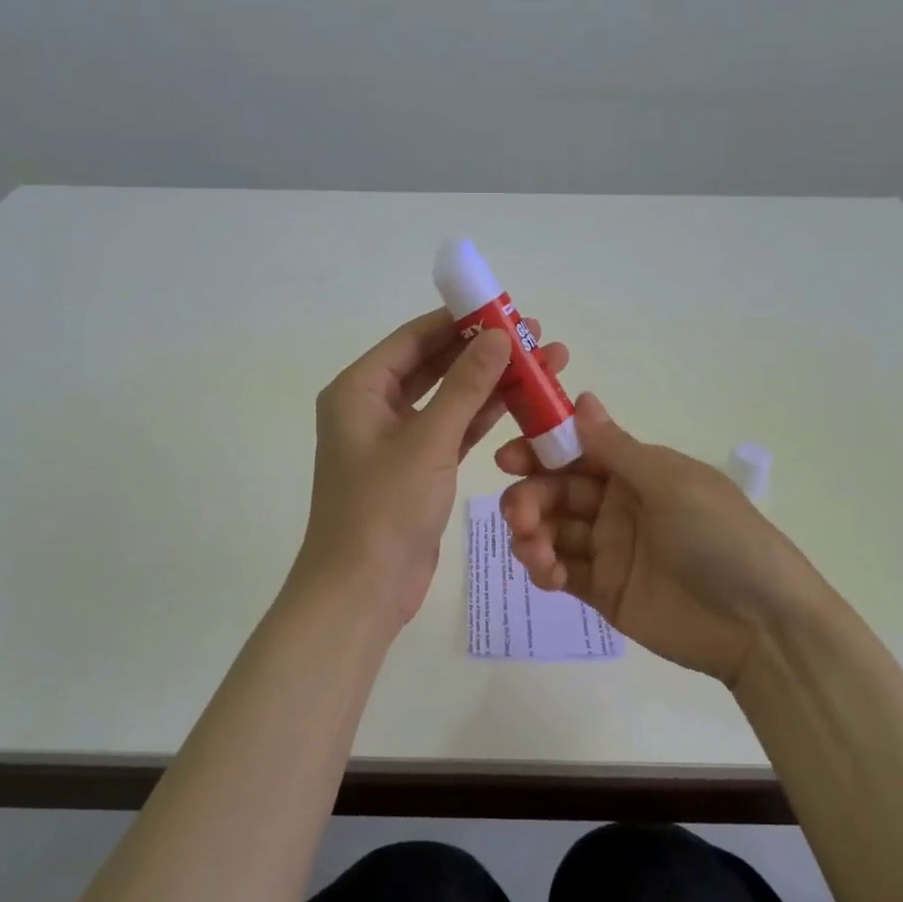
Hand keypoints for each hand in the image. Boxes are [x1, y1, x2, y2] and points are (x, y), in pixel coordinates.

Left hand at [298, 307, 569, 627]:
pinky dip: (482, 419)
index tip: (506, 310)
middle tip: (535, 339)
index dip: (460, 321)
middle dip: (484, 352)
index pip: (414, 338)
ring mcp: (397, 440)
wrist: (362, 591)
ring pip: (449, 400)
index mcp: (359, 389)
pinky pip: (453, 432)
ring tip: (543, 366)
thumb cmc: (384, 509)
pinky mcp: (417, 470)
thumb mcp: (428, 441)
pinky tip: (522, 404)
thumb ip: (465, 386)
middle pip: (434, 365)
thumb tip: (500, 337)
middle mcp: (373, 407)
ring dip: (490, 385)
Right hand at [496, 394, 831, 684]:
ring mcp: (609, 550)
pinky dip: (545, 569)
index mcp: (637, 472)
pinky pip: (561, 572)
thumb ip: (617, 448)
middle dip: (529, 498)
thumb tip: (581, 399)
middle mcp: (617, 505)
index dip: (539, 451)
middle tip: (518, 515)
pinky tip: (548, 574)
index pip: (576, 452)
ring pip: (552, 531)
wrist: (760, 624)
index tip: (508, 459)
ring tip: (535, 551)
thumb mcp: (671, 484)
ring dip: (531, 535)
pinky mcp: (603, 591)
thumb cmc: (720, 537)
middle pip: (556, 492)